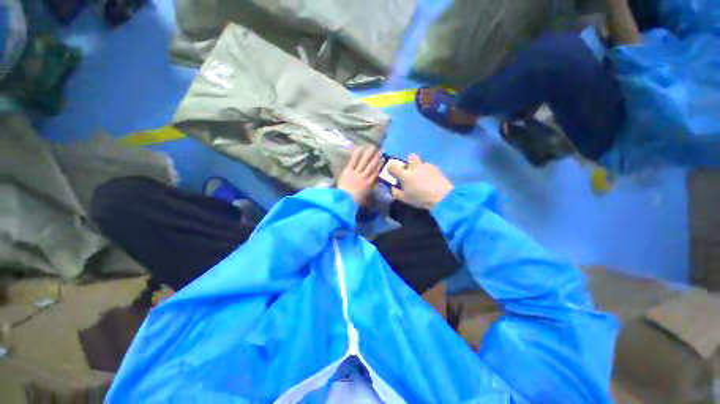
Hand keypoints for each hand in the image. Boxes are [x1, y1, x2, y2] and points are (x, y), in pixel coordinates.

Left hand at [338, 146, 382, 204]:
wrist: (345, 200)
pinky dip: (356, 155)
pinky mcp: (348, 171)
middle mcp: (364, 177)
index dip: (380, 165)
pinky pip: (353, 162)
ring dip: (368, 154)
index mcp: (369, 184)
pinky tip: (359, 148)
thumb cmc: (355, 202)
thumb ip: (369, 191)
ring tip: (372, 147)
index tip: (383, 159)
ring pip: (364, 162)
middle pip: (371, 166)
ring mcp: (356, 173)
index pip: (376, 173)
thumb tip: (372, 188)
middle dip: (376, 158)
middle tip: (380, 150)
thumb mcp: (365, 198)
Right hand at [387, 154, 453, 209]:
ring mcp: (426, 166)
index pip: (392, 166)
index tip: (392, 173)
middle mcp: (415, 167)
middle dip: (409, 162)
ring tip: (423, 180)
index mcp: (405, 175)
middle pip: (410, 157)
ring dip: (419, 169)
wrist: (442, 197)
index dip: (391, 168)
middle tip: (410, 173)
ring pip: (421, 163)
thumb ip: (396, 192)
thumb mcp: (405, 199)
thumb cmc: (421, 199)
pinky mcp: (436, 168)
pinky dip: (427, 172)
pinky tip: (430, 181)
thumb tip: (393, 188)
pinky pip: (428, 167)